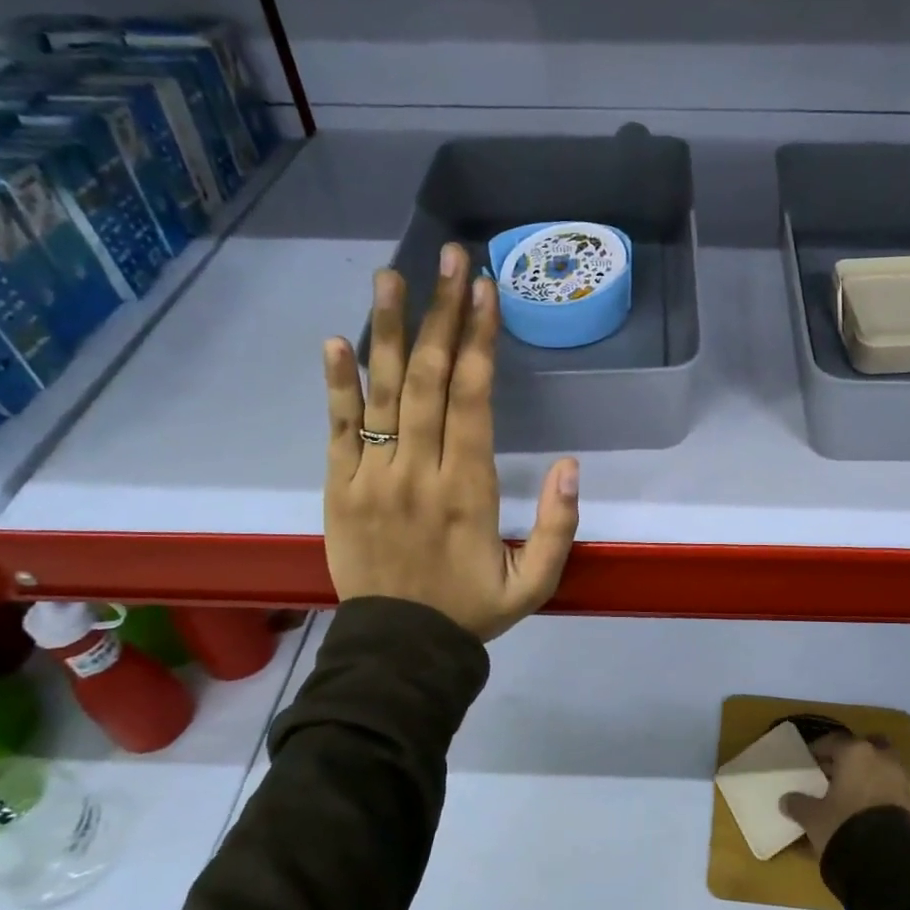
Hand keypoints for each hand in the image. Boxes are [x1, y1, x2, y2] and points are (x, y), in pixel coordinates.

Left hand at [322, 243, 580, 640]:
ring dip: (390, 330)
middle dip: (444, 314)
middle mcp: (418, 471)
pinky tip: (337, 340)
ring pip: (384, 392)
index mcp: (468, 490)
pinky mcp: (339, 488)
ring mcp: (372, 476)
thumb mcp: (536, 584)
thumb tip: (572, 465)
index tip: (485, 291)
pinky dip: (337, 384)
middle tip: (451, 259)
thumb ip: (560, 527)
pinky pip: (337, 428)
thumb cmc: (472, 611)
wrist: (398, 651)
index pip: (473, 400)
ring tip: (394, 276)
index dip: (480, 341)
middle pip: (431, 380)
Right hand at [779, 732, 909, 855]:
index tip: (808, 761)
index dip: (818, 750)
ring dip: (866, 774)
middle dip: (849, 757)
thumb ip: (798, 805)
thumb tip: (786, 800)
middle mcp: (880, 757)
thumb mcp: (813, 817)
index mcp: (854, 752)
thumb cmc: (844, 825)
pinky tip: (863, 810)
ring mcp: (899, 778)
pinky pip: (888, 787)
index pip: (832, 741)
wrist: (889, 862)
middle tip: (832, 772)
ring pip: (879, 766)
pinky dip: (877, 792)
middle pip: (863, 747)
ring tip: (847, 794)